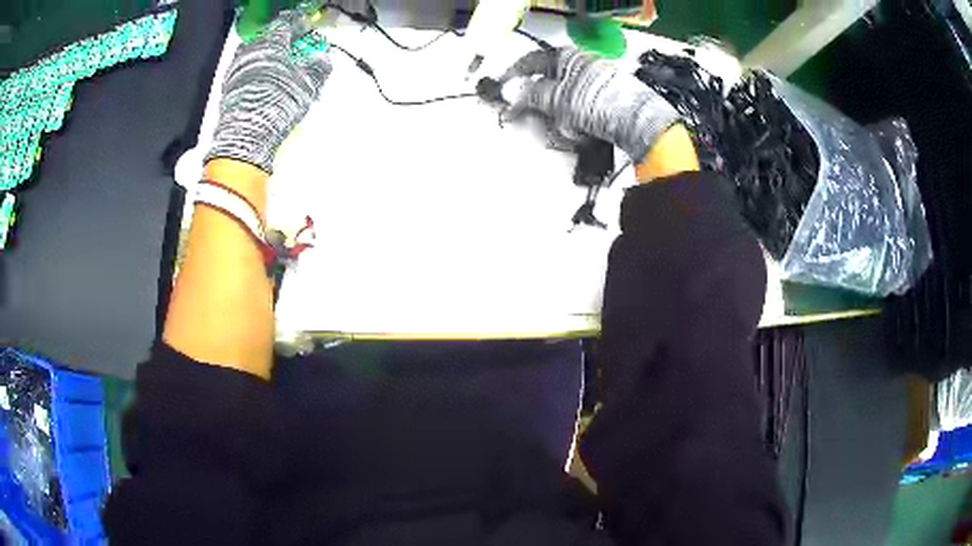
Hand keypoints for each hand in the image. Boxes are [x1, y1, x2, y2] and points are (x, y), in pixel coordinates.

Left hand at [205, 11, 331, 173]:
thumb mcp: (307, 85)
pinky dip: (255, 68)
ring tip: (276, 63)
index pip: (286, 24)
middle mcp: (251, 51)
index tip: (305, 28)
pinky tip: (262, 78)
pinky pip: (244, 68)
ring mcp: (236, 68)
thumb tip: (324, 59)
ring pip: (253, 52)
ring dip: (265, 54)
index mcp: (272, 43)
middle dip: (280, 38)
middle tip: (291, 45)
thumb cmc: (278, 103)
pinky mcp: (228, 86)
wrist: (246, 134)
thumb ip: (318, 68)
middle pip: (266, 36)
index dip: (298, 24)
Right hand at [498, 47, 678, 162]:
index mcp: (567, 57)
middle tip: (531, 122)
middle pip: (546, 85)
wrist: (639, 122)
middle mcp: (580, 68)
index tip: (501, 91)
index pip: (531, 62)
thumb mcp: (557, 98)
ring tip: (565, 133)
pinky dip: (573, 125)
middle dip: (538, 107)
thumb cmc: (596, 102)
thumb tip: (511, 93)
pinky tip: (578, 135)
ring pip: (561, 103)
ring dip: (556, 120)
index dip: (513, 76)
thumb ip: (530, 95)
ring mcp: (594, 87)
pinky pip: (578, 113)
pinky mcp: (604, 104)